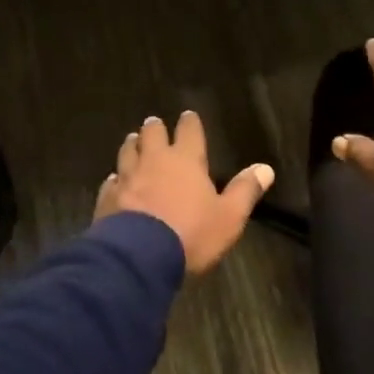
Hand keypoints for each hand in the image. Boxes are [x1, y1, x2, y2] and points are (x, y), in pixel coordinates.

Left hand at [95, 112, 274, 273]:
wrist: (138, 258)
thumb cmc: (191, 234)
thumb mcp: (228, 217)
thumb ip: (245, 191)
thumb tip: (266, 168)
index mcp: (185, 160)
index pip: (189, 132)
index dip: (190, 123)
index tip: (188, 116)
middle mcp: (154, 161)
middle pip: (152, 134)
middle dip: (155, 128)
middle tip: (154, 124)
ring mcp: (127, 178)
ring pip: (127, 152)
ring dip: (132, 146)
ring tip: (133, 141)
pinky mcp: (108, 198)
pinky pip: (111, 181)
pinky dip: (115, 178)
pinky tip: (115, 180)